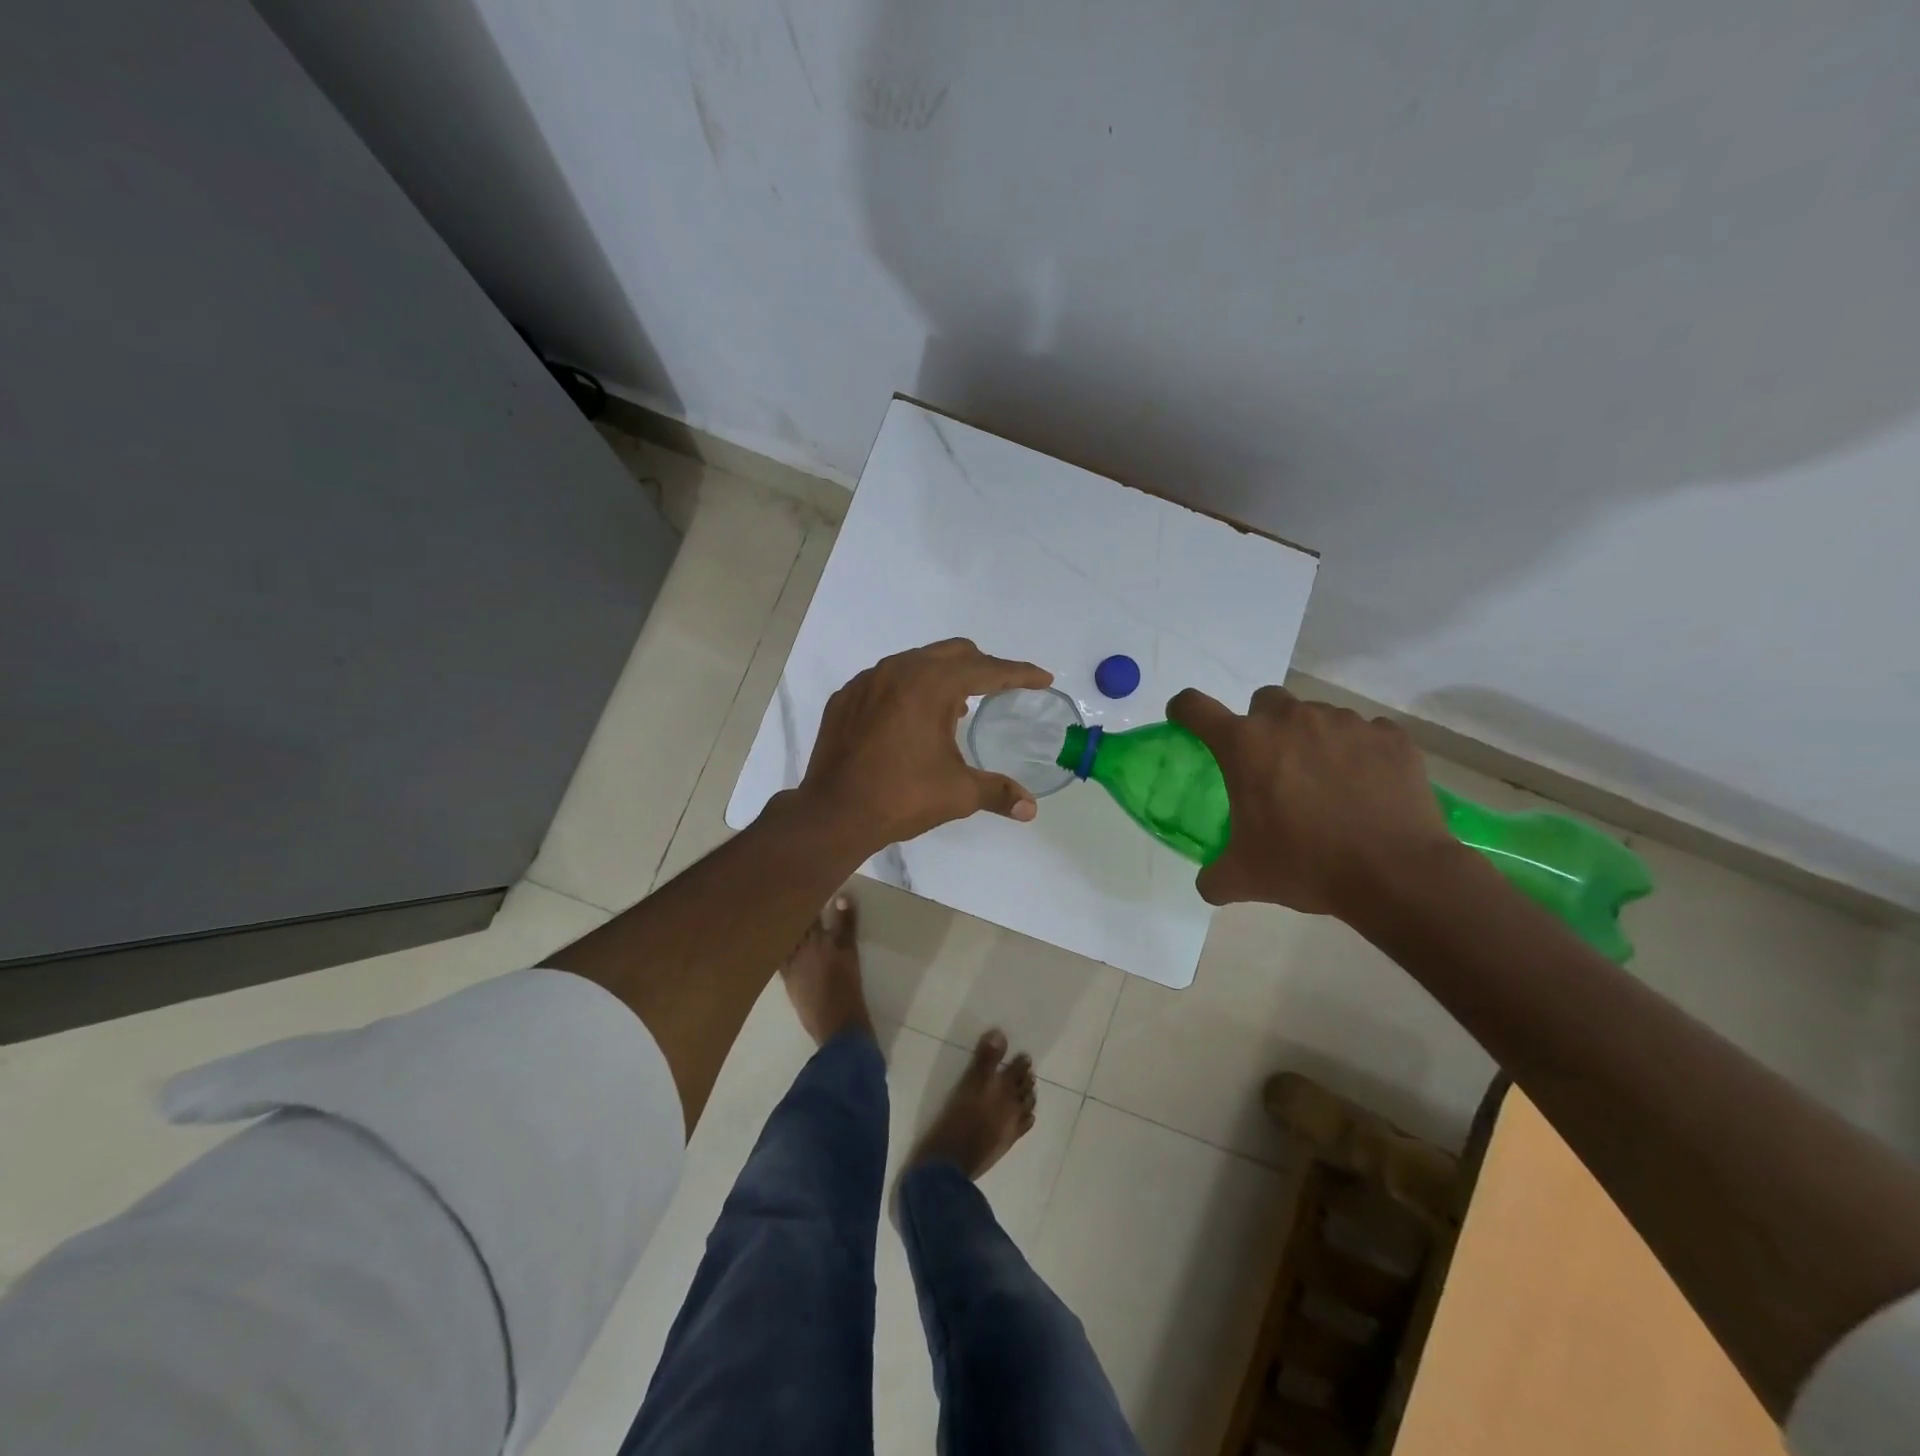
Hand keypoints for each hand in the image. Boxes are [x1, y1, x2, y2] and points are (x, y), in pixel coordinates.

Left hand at [798, 639, 1052, 849]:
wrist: (833, 813)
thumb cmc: (901, 798)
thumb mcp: (958, 794)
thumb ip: (998, 792)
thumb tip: (1031, 809)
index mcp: (932, 685)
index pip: (987, 670)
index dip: (1019, 674)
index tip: (1042, 678)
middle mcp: (899, 670)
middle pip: (953, 653)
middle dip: (983, 666)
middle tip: (1002, 688)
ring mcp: (867, 680)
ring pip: (917, 661)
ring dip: (944, 675)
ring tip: (959, 706)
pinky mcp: (846, 697)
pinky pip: (887, 678)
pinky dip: (910, 688)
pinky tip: (912, 717)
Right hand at [1166, 685, 1456, 917]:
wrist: (1397, 873)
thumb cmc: (1307, 865)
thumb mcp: (1246, 878)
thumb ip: (1215, 877)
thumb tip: (1208, 883)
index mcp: (1245, 745)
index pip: (1195, 707)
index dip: (1185, 711)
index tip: (1186, 721)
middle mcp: (1290, 720)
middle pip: (1264, 701)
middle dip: (1263, 725)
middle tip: (1272, 766)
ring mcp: (1344, 723)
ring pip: (1316, 716)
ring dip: (1312, 739)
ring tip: (1326, 782)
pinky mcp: (1389, 736)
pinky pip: (1365, 733)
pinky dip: (1359, 753)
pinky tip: (1366, 787)